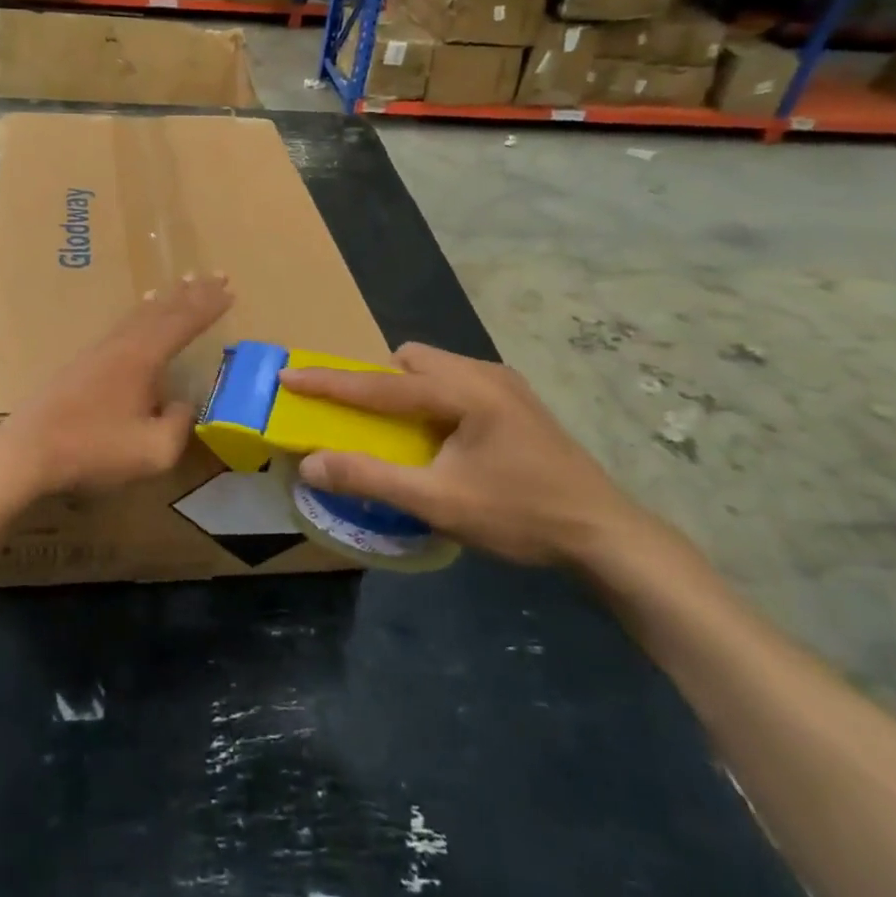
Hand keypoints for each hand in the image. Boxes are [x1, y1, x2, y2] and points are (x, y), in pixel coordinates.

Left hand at [0, 274, 232, 502]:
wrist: (28, 451)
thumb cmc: (93, 449)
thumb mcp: (152, 451)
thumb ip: (178, 425)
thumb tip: (183, 405)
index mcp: (143, 357)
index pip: (184, 323)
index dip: (209, 306)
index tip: (230, 289)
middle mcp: (123, 344)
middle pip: (163, 310)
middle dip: (192, 293)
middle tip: (216, 274)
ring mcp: (99, 350)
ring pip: (140, 314)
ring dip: (167, 299)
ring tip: (182, 284)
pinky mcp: (83, 362)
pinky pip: (123, 325)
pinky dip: (141, 312)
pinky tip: (138, 315)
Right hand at [277, 344, 648, 566]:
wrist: (606, 535)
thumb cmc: (520, 515)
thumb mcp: (439, 502)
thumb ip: (371, 478)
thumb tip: (310, 463)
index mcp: (464, 391)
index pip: (380, 382)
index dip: (330, 381)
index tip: (289, 375)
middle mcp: (483, 373)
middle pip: (410, 361)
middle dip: (378, 382)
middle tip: (364, 420)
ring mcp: (505, 384)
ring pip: (435, 369)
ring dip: (406, 391)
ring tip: (403, 433)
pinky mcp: (517, 401)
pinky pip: (456, 382)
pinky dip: (432, 399)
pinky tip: (443, 439)